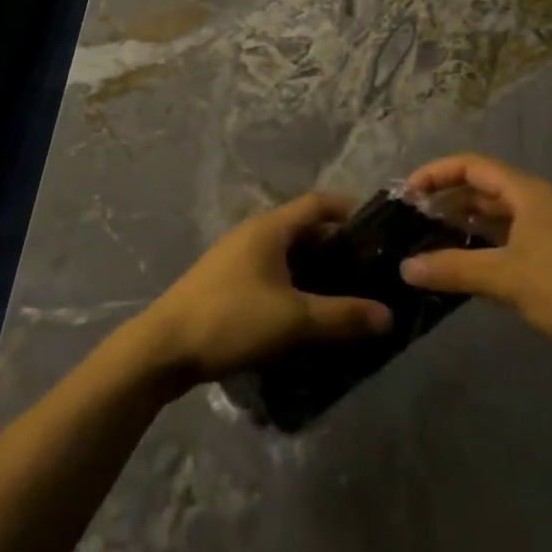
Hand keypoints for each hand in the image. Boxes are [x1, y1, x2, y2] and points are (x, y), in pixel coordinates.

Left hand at [129, 193, 392, 389]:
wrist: (163, 348)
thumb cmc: (231, 320)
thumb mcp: (293, 320)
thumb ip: (342, 316)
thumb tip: (388, 315)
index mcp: (270, 228)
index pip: (318, 203)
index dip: (349, 209)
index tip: (379, 228)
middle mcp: (253, 234)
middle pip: (304, 229)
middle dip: (337, 246)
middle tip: (369, 270)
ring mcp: (236, 258)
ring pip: (287, 254)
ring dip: (315, 269)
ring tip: (345, 294)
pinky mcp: (226, 282)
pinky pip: (271, 273)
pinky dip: (295, 284)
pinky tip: (306, 313)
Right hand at [399, 154, 551, 372]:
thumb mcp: (507, 279)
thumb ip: (453, 268)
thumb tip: (404, 267)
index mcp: (530, 193)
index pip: (472, 166)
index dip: (437, 173)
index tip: (406, 194)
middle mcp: (539, 202)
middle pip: (483, 187)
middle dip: (447, 198)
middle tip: (412, 219)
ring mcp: (549, 229)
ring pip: (496, 215)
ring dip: (463, 222)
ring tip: (429, 238)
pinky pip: (509, 237)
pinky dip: (482, 244)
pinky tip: (462, 262)